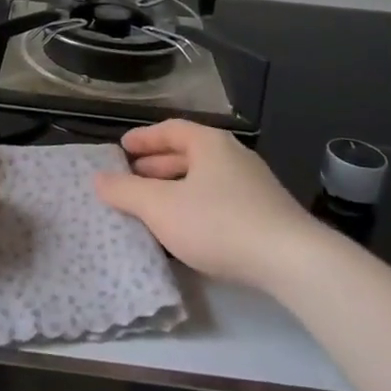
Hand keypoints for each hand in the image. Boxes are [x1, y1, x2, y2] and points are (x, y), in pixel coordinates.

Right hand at [94, 120, 318, 291]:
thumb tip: (98, 178)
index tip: (122, 148)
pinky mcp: (266, 214)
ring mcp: (253, 185)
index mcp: (209, 143)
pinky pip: (220, 199)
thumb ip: (126, 192)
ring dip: (175, 187)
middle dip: (157, 165)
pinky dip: (195, 205)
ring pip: (204, 178)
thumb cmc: (219, 223)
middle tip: (130, 178)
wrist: (292, 261)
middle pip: (188, 153)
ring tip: (153, 205)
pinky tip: (187, 228)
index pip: (170, 129)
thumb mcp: (161, 208)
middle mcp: (233, 155)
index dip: (143, 138)